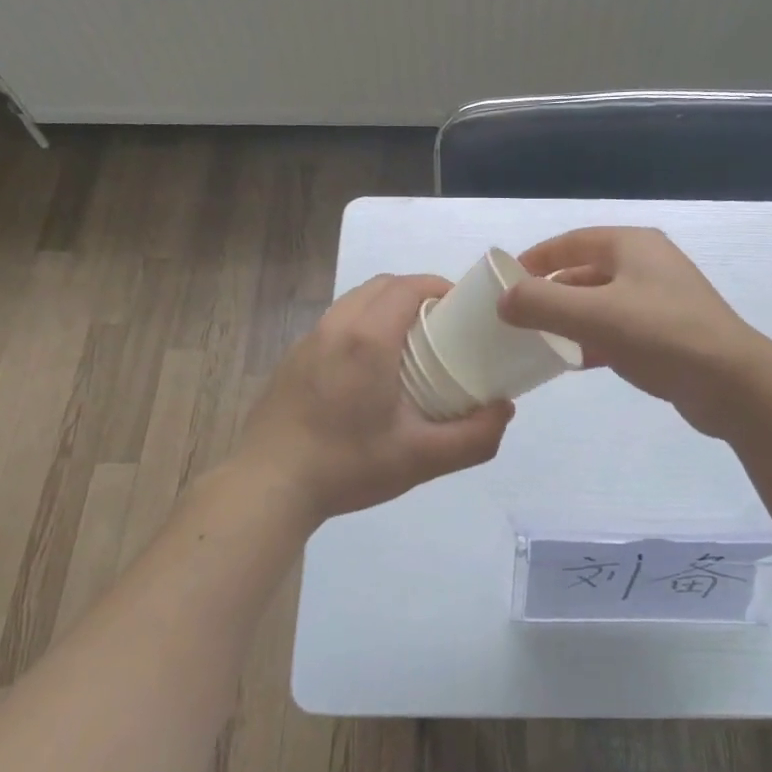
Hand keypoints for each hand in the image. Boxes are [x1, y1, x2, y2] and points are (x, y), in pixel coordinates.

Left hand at [235, 274, 514, 523]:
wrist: (267, 486)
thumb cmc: (346, 465)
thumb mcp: (420, 459)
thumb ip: (473, 437)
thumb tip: (504, 409)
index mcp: (368, 338)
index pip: (409, 286)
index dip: (439, 287)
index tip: (463, 309)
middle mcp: (336, 327)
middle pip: (382, 286)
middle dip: (416, 293)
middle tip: (442, 325)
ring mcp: (308, 340)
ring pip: (355, 301)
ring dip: (386, 307)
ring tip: (409, 344)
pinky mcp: (291, 359)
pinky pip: (335, 323)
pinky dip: (361, 324)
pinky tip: (368, 369)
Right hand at [497, 227, 767, 437]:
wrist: (732, 383)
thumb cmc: (660, 334)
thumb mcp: (593, 315)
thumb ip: (541, 303)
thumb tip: (504, 301)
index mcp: (631, 246)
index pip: (571, 242)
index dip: (536, 258)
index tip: (505, 280)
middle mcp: (646, 265)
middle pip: (585, 271)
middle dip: (549, 292)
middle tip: (517, 315)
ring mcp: (660, 299)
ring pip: (600, 303)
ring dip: (569, 319)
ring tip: (536, 339)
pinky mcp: (667, 333)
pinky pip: (617, 329)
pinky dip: (592, 340)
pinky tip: (572, 362)